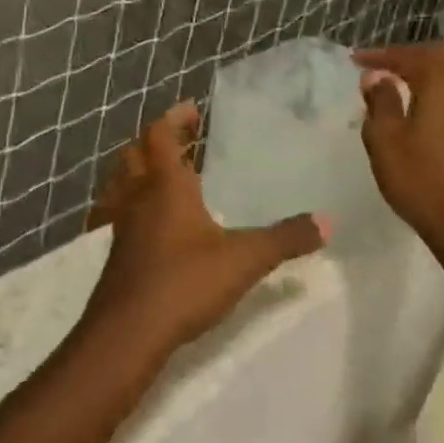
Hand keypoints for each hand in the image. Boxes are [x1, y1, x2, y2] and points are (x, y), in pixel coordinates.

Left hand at [84, 101, 326, 357]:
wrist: (126, 333)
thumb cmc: (184, 282)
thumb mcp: (244, 259)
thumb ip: (286, 238)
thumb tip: (328, 221)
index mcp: (165, 186)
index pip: (161, 135)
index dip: (175, 118)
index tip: (192, 109)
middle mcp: (137, 198)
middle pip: (135, 155)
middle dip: (157, 143)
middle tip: (182, 142)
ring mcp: (120, 227)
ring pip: (121, 185)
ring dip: (139, 172)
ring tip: (165, 178)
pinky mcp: (114, 255)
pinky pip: (117, 215)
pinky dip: (130, 206)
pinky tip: (149, 226)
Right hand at [355, 43, 443, 259]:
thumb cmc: (422, 180)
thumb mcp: (385, 141)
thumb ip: (380, 102)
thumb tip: (376, 77)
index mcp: (442, 81)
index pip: (409, 56)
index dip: (380, 56)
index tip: (356, 60)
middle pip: (440, 55)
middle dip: (410, 57)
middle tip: (383, 68)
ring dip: (432, 70)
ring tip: (408, 83)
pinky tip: (431, 108)